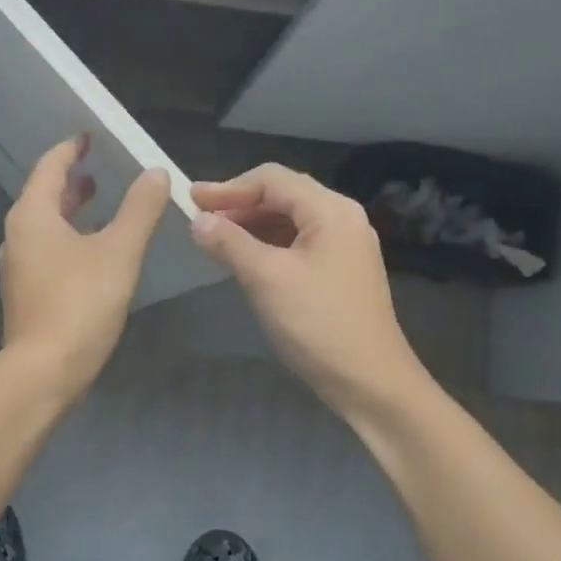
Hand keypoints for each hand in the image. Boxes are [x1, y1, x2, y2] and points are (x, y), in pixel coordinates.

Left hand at [0, 135, 169, 401]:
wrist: (44, 371)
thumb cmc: (80, 304)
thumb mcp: (119, 251)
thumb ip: (139, 209)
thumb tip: (156, 173)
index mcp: (32, 216)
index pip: (49, 167)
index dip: (71, 149)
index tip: (89, 137)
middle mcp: (17, 236)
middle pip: (43, 196)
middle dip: (71, 182)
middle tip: (98, 172)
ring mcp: (18, 268)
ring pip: (44, 226)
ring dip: (70, 212)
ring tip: (99, 205)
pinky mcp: (26, 294)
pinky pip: (47, 252)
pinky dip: (68, 239)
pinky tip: (92, 252)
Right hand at [190, 165, 427, 421]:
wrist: (368, 380)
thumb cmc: (317, 323)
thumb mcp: (266, 278)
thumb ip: (230, 243)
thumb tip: (197, 221)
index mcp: (331, 210)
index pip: (272, 179)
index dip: (228, 187)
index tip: (191, 202)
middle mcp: (342, 219)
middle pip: (283, 195)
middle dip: (239, 204)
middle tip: (198, 220)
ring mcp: (344, 246)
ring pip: (289, 221)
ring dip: (251, 225)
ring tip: (215, 239)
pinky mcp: (340, 271)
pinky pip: (297, 244)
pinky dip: (267, 244)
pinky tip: (244, 259)